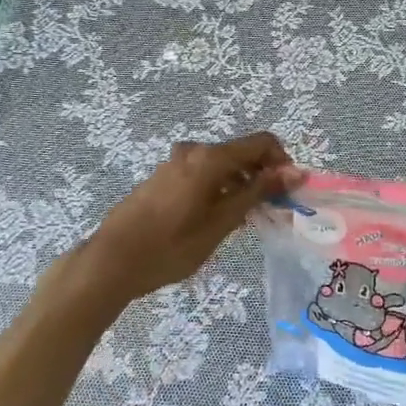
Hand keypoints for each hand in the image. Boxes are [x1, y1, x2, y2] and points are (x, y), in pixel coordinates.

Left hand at [67, 133, 302, 309]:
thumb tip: (295, 171)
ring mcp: (175, 162)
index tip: (289, 193)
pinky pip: (202, 173)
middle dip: (261, 177)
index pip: (262, 143)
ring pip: (221, 165)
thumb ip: (258, 192)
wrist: (111, 261)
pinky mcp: (163, 177)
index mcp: (210, 157)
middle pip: (241, 153)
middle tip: (270, 211)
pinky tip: (216, 220)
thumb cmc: (171, 246)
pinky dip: (219, 189)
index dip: (282, 163)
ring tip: (243, 221)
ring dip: (240, 185)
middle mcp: (193, 150)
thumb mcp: (221, 222)